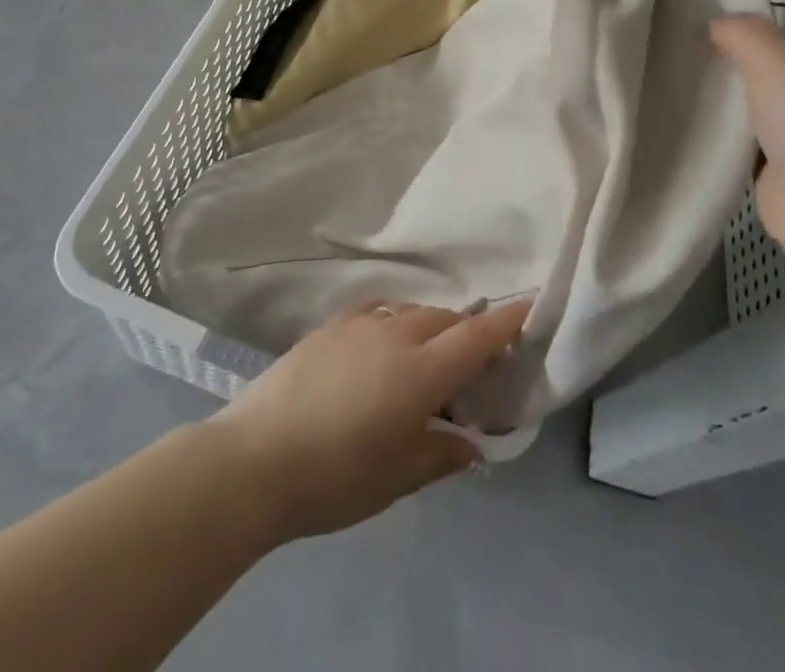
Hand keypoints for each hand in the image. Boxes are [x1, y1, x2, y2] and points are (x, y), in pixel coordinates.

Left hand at [212, 299, 530, 542]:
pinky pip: (377, 311)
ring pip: (411, 312)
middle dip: (466, 332)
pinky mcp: (330, 326)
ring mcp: (360, 326)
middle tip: (471, 363)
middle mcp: (395, 336)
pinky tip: (385, 342)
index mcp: (420, 373)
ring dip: (430, 326)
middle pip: (445, 320)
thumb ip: (440, 455)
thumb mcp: (396, 478)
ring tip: (427, 357)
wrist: (255, 458)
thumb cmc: (335, 478)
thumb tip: (472, 445)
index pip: (475, 337)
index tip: (529, 305)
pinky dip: (395, 321)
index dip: (506, 321)